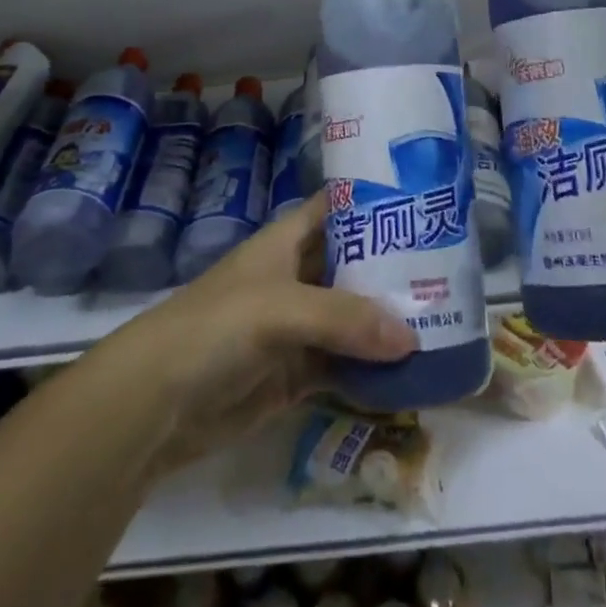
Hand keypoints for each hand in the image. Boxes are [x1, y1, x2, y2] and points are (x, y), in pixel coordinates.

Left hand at [113, 195, 415, 471]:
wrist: (153, 404)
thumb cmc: (214, 328)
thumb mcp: (279, 309)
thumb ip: (344, 318)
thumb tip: (411, 337)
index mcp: (288, 241)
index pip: (338, 208)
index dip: (375, 201)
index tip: (425, 203)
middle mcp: (297, 277)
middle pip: (355, 264)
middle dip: (396, 268)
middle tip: (452, 272)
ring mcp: (298, 327)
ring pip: (354, 317)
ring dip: (390, 322)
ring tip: (445, 321)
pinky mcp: (296, 374)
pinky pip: (345, 365)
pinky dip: (374, 368)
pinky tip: (413, 372)